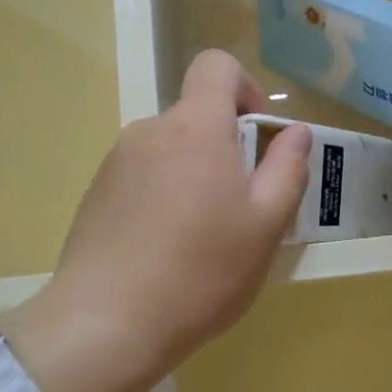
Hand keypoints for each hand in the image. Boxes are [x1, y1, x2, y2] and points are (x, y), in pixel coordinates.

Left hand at [1, 51, 311, 391]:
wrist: (106, 325)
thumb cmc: (201, 271)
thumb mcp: (266, 225)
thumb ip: (287, 169)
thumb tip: (295, 131)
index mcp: (195, 127)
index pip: (217, 66)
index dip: (245, 87)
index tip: (258, 135)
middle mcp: (150, 131)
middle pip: (196, 115)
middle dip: (225, 147)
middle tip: (242, 207)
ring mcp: (116, 162)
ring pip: (170, 150)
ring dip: (194, 175)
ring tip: (203, 237)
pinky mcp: (95, 194)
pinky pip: (142, 177)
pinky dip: (163, 196)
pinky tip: (166, 250)